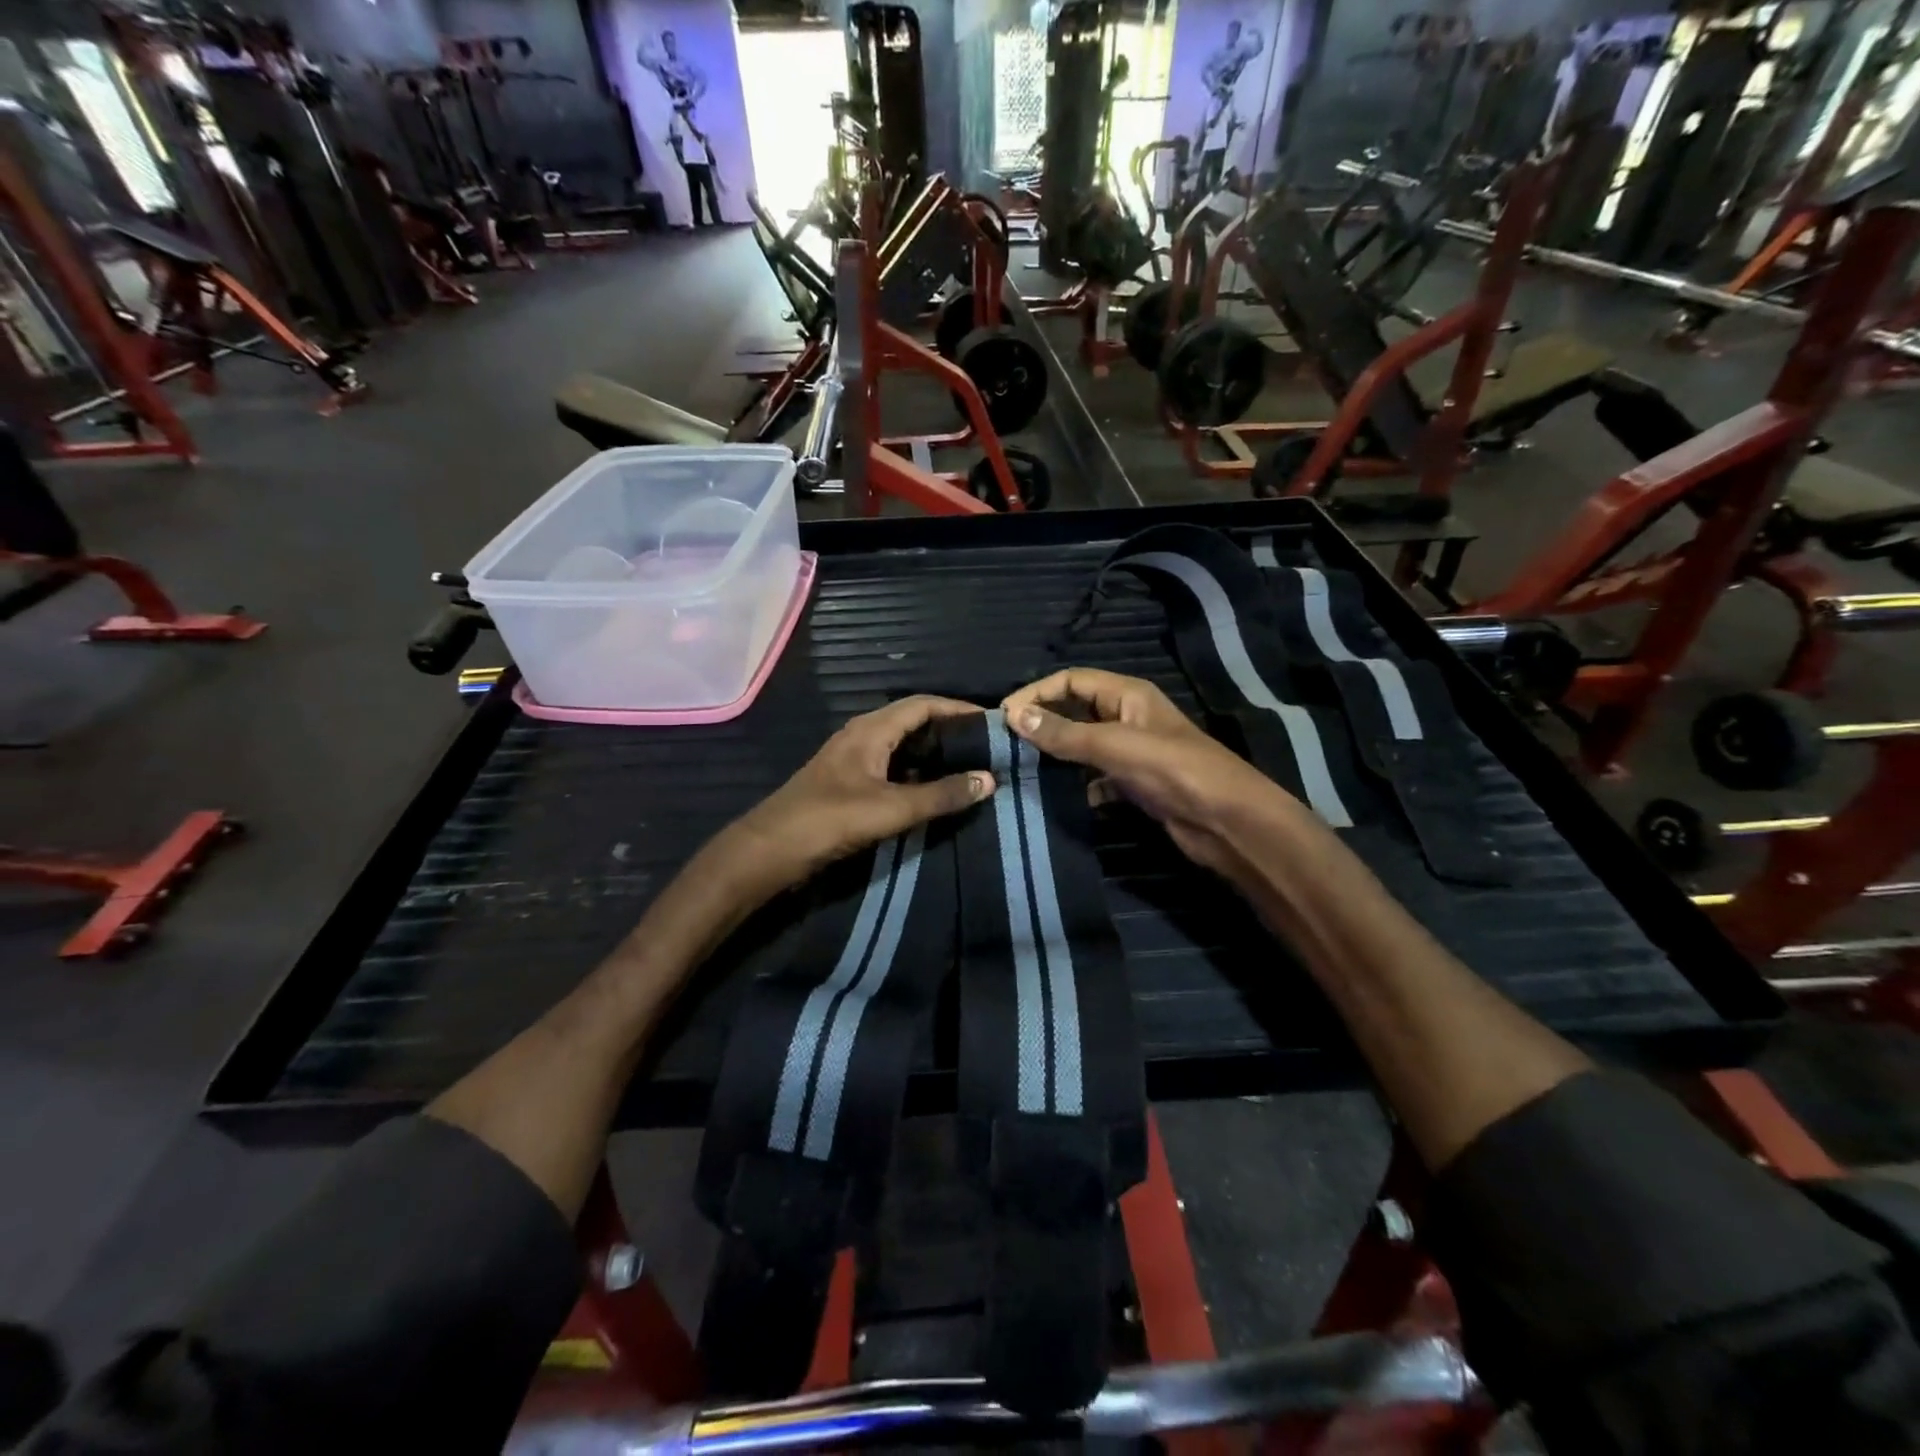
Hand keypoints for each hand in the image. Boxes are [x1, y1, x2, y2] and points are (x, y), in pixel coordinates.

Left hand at [719, 697, 995, 903]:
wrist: (770, 850)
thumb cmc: (830, 820)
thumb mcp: (892, 809)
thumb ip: (941, 795)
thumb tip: (989, 779)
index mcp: (871, 730)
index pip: (923, 704)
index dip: (958, 708)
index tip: (992, 720)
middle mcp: (862, 736)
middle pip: (912, 721)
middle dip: (949, 729)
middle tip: (985, 745)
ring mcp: (852, 759)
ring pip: (901, 745)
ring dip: (932, 752)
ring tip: (968, 765)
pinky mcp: (848, 782)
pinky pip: (890, 765)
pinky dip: (915, 771)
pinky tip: (932, 789)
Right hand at [1001, 669, 1304, 877]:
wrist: (1227, 821)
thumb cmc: (1174, 771)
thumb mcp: (1115, 746)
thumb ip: (1064, 733)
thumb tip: (1013, 716)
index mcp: (1128, 695)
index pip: (1072, 680)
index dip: (1037, 693)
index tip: (1004, 716)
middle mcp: (1128, 717)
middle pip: (1076, 710)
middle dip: (1043, 722)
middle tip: (1007, 743)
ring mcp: (1133, 752)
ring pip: (1084, 745)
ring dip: (1057, 754)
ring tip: (1022, 768)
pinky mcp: (1135, 784)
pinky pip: (1096, 776)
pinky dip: (1077, 784)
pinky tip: (1058, 796)